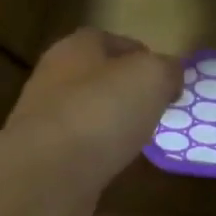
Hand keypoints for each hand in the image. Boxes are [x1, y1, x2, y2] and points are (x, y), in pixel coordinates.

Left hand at [7, 27, 179, 185]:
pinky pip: (81, 151)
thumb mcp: (151, 77)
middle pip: (97, 78)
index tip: (166, 79)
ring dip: (111, 125)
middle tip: (156, 111)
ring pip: (87, 115)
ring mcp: (44, 121)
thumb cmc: (101, 112)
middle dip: (125, 92)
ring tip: (141, 141)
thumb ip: (166, 70)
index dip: (142, 56)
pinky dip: (99, 156)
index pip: (112, 41)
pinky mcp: (44, 159)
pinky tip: (117, 167)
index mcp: (75, 48)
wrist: (49, 175)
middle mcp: (53, 79)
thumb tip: (171, 74)